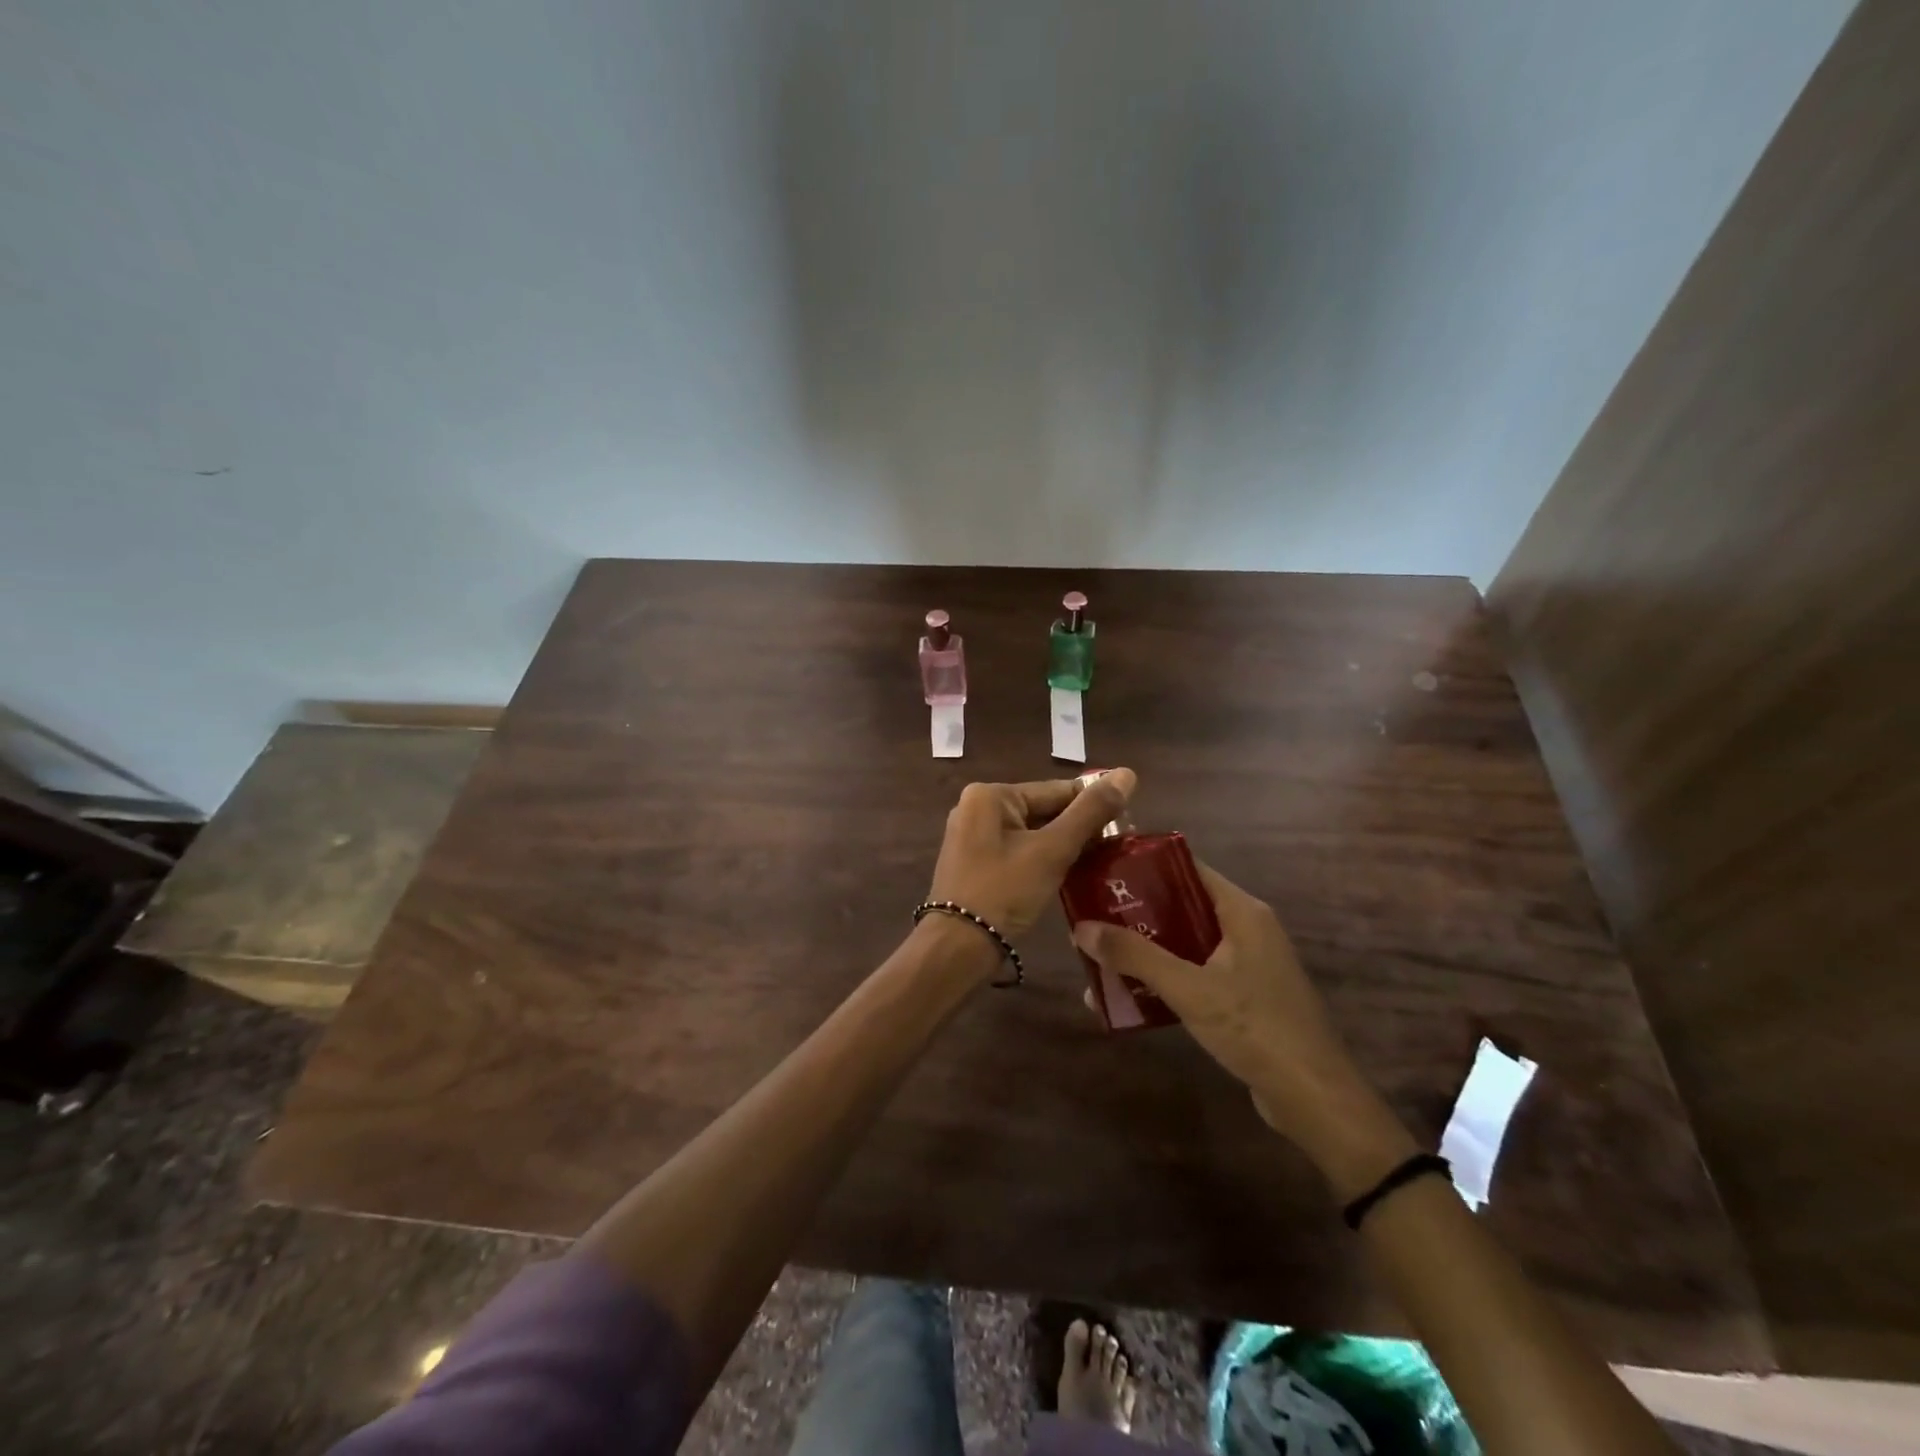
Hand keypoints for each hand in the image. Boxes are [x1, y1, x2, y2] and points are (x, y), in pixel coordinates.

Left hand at [927, 769, 1137, 941]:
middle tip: (1117, 847)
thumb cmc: (1004, 891)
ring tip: (1101, 861)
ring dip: (1062, 846)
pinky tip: (1068, 874)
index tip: (1127, 823)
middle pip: (1043, 810)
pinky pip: (1017, 850)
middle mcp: (976, 807)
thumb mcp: (1052, 850)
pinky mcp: (974, 862)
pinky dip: (1042, 859)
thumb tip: (1127, 773)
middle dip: (1078, 828)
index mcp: (990, 795)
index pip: (1056, 790)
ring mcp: (972, 836)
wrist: (957, 947)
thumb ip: (1090, 812)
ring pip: (1032, 832)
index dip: (1094, 805)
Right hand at [1072, 863, 1414, 1188]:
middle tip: (1090, 917)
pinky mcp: (1242, 996)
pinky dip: (1163, 979)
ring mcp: (1246, 964)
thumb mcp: (1189, 989)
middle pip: (1181, 906)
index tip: (1101, 870)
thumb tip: (1081, 927)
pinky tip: (1129, 996)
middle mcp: (1245, 929)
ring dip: (1144, 951)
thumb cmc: (1255, 1029)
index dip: (1144, 866)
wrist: (1314, 1099)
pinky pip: (1194, 973)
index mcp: (1241, 911)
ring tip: (1099, 957)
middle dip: (1134, 914)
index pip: (1187, 868)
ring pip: (1184, 943)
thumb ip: (1135, 956)